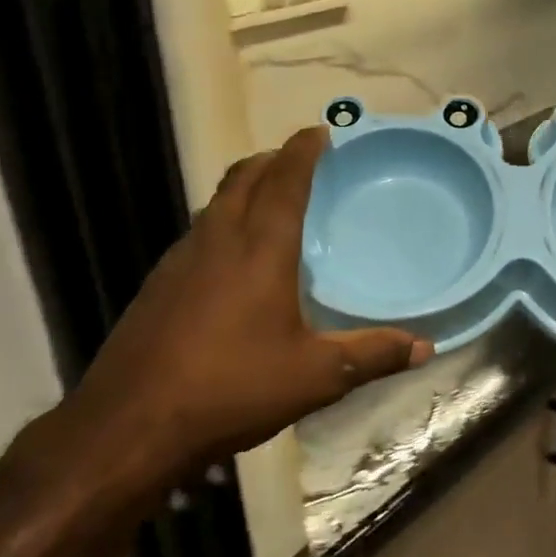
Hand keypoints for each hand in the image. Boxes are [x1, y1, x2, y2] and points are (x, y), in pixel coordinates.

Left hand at [58, 127, 429, 491]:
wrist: (129, 424)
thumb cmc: (232, 388)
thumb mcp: (315, 377)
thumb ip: (372, 356)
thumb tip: (425, 347)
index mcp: (260, 248)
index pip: (285, 180)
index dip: (303, 150)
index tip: (321, 132)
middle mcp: (218, 239)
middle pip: (244, 178)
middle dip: (273, 160)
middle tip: (300, 161)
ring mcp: (180, 259)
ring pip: (216, 203)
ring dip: (245, 188)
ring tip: (271, 202)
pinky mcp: (157, 284)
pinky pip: (198, 232)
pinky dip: (223, 222)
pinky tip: (233, 260)